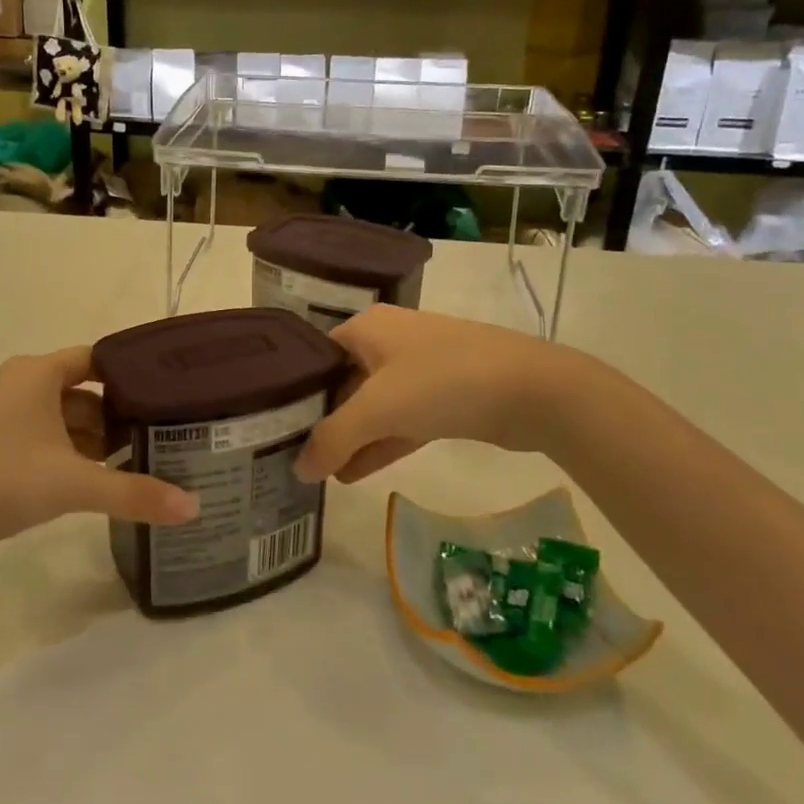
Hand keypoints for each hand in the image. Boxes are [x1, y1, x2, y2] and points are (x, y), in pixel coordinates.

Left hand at [0, 346, 198, 569]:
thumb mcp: (72, 485)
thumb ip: (134, 493)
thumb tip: (194, 508)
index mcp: (36, 372)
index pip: (98, 359)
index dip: (132, 376)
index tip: (167, 397)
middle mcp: (16, 382)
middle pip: (81, 392)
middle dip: (116, 417)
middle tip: (158, 439)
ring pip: (58, 417)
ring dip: (89, 440)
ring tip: (131, 465)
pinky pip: (37, 437)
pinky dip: (63, 453)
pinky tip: (86, 482)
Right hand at [294, 305, 595, 483]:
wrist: (533, 391)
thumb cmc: (443, 382)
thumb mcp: (378, 409)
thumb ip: (333, 439)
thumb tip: (299, 470)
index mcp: (367, 328)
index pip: (315, 356)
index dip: (293, 390)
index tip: (270, 425)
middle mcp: (389, 342)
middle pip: (342, 382)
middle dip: (321, 420)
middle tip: (291, 455)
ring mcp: (419, 370)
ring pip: (372, 406)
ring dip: (350, 439)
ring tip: (320, 475)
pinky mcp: (443, 399)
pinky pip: (400, 422)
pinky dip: (379, 445)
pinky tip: (353, 474)